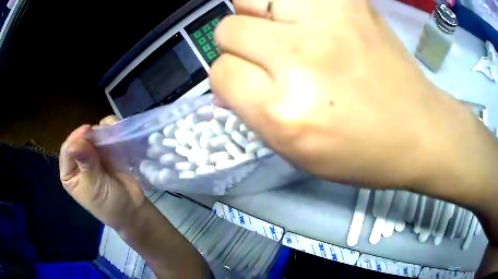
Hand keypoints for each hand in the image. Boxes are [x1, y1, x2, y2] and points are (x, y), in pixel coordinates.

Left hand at [59, 116, 145, 230]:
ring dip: (101, 130)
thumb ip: (86, 164)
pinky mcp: (107, 151)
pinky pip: (106, 135)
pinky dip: (110, 130)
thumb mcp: (94, 186)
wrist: (133, 209)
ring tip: (111, 131)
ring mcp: (94, 155)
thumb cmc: (109, 203)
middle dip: (90, 134)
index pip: (67, 151)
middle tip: (102, 132)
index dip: (76, 139)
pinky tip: (115, 130)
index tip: (87, 130)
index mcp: (70, 173)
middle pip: (80, 139)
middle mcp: (79, 161)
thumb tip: (76, 143)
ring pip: (93, 134)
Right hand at [210, 0, 485, 187]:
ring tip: (286, 30)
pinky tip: (311, 19)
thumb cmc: (361, 152)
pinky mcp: (348, 1)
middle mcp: (300, 56)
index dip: (230, 79)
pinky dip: (289, 5)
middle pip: (227, 28)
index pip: (220, 73)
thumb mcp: (296, 151)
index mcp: (283, 110)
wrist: (418, 130)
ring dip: (258, 16)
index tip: (252, 83)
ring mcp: (327, 20)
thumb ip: (252, 112)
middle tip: (271, 55)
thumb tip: (225, 82)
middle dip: (241, 45)